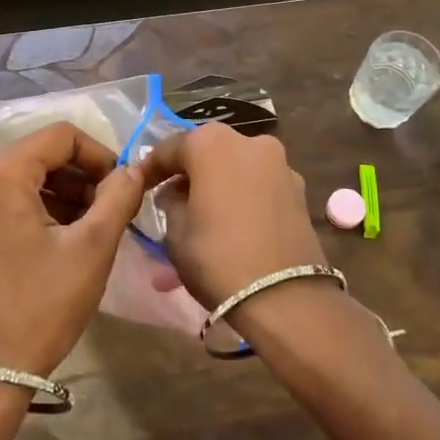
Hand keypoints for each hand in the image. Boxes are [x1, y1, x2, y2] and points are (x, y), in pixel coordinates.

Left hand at [0, 124, 147, 375]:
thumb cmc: (41, 306)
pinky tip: (54, 245)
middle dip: (78, 177)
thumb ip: (118, 197)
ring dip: (57, 196)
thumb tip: (133, 169)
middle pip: (36, 157)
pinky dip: (31, 213)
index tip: (121, 185)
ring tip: (86, 230)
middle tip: (109, 210)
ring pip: (18, 183)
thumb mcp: (92, 248)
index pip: (59, 136)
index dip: (98, 154)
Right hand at [139, 123, 327, 310]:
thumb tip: (175, 193)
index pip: (170, 148)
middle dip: (190, 172)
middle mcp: (249, 141)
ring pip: (238, 167)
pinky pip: (260, 185)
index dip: (151, 168)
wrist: (285, 298)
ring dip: (220, 183)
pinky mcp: (299, 190)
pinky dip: (244, 196)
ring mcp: (280, 164)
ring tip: (206, 213)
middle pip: (208, 151)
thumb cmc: (217, 258)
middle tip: (173, 198)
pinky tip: (235, 222)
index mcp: (211, 143)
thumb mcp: (175, 232)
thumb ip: (170, 202)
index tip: (139, 185)